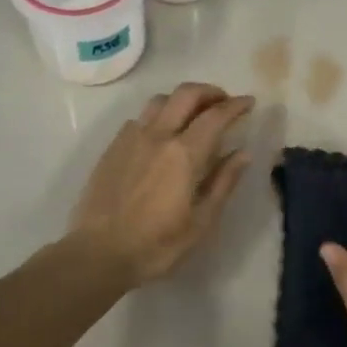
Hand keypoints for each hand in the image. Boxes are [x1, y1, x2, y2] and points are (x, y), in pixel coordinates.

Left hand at [70, 82, 254, 284]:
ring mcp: (131, 139)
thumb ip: (223, 182)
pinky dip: (158, 116)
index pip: (216, 116)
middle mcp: (158, 136)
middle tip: (224, 102)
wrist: (97, 254)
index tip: (249, 102)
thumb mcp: (201, 222)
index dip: (236, 105)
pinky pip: (139, 118)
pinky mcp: (112, 148)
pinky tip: (161, 135)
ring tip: (194, 114)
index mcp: (184, 154)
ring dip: (182, 99)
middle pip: (186, 94)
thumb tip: (243, 153)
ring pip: (160, 100)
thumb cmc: (156, 245)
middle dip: (210, 91)